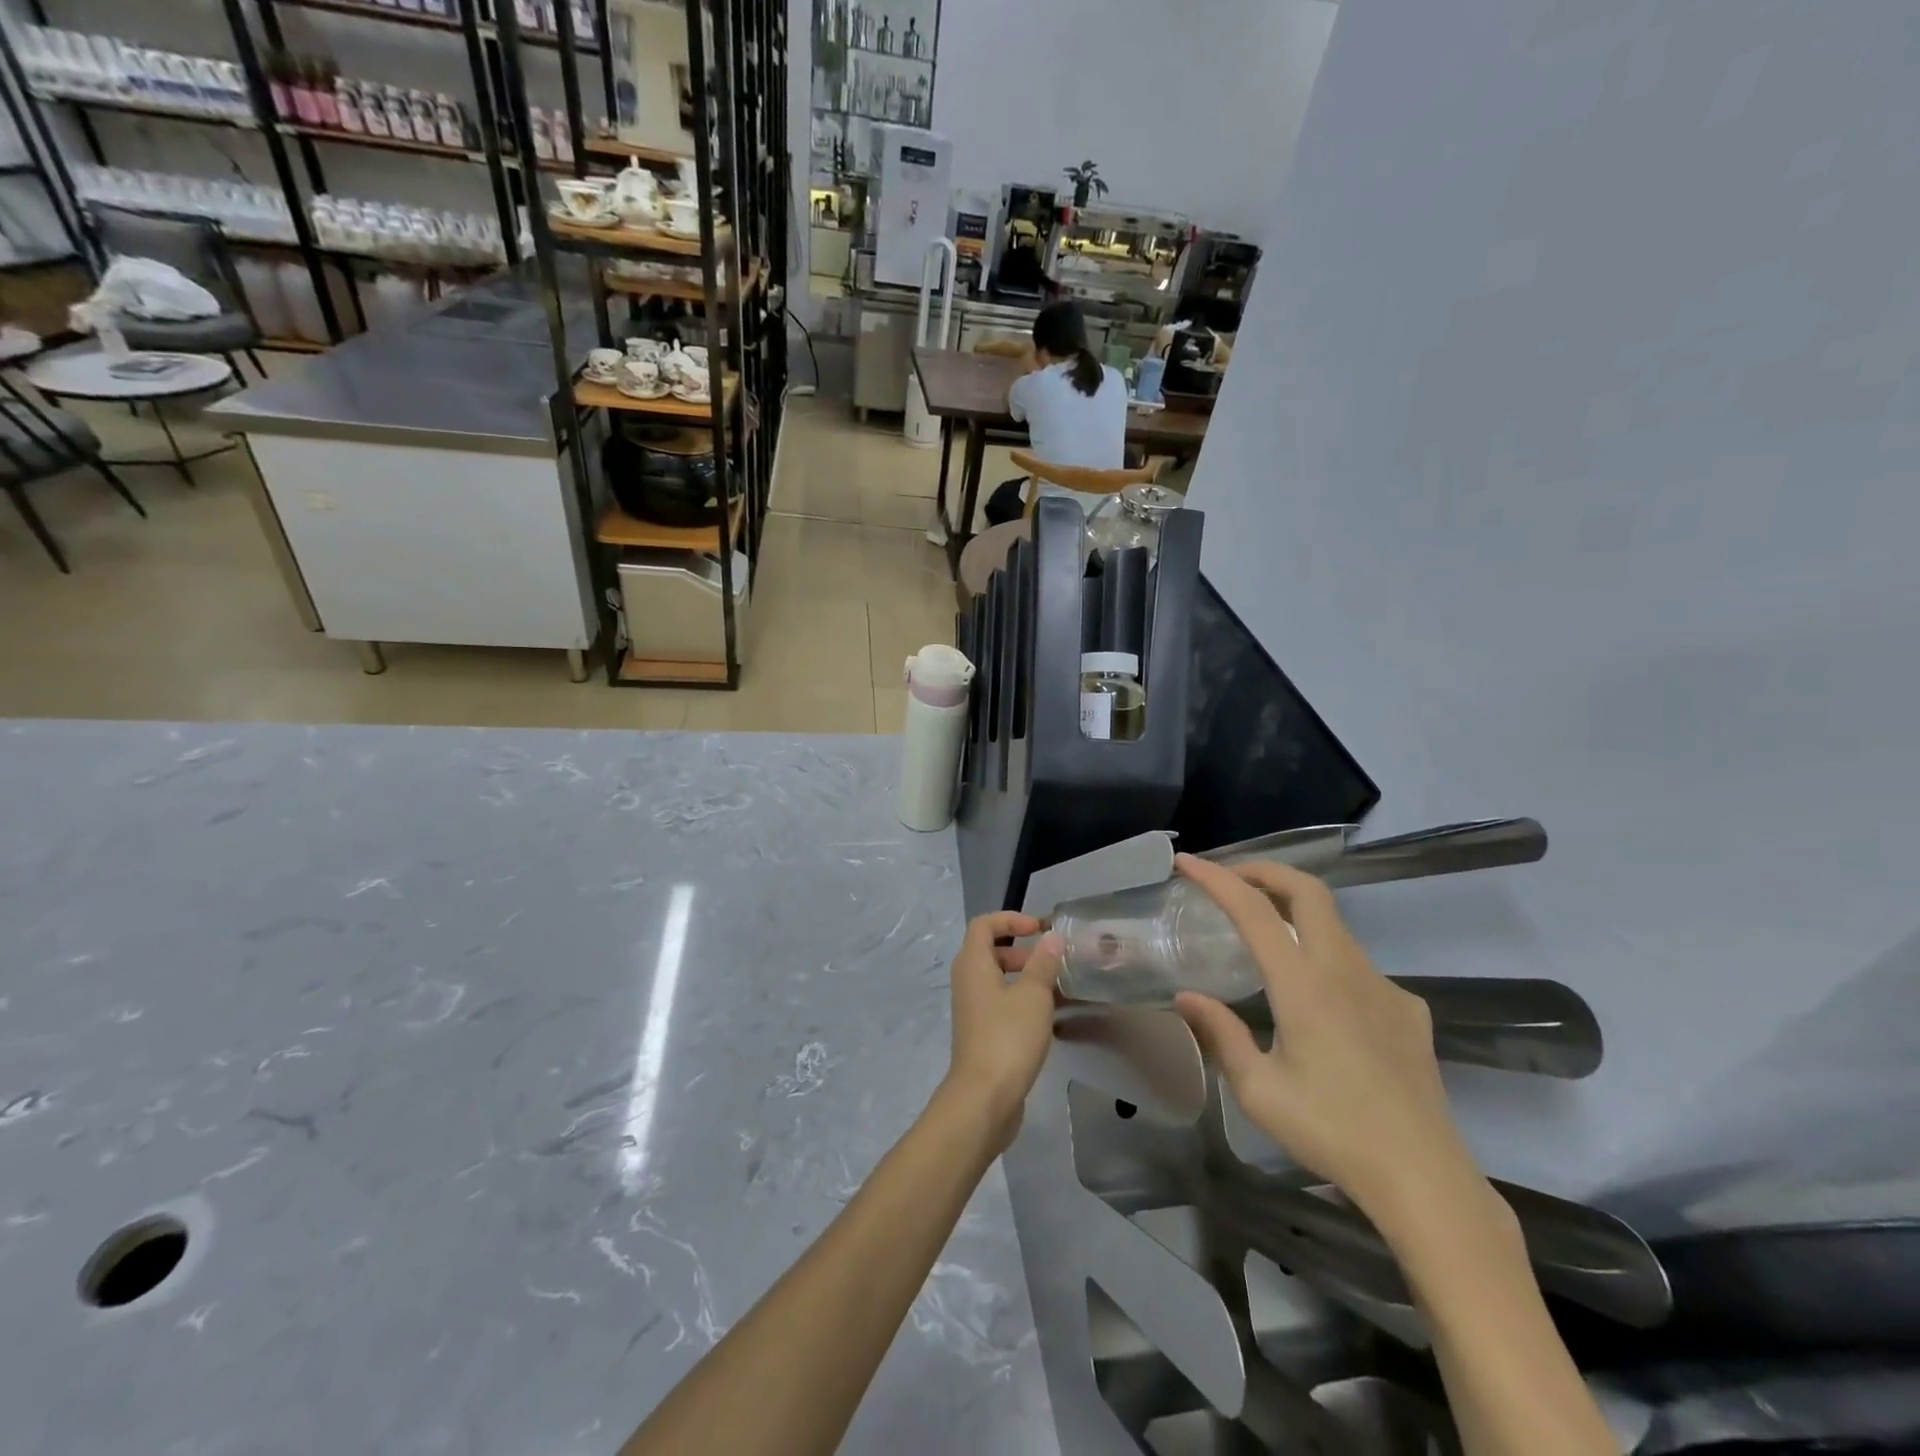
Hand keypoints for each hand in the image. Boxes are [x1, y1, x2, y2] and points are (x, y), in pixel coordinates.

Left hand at [943, 912, 1063, 1151]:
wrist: (984, 1098)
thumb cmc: (1008, 1037)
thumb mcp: (1033, 995)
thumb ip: (1043, 963)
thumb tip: (1051, 937)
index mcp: (973, 964)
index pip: (984, 924)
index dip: (1011, 919)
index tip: (1039, 928)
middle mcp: (967, 982)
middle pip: (990, 951)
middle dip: (1021, 950)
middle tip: (1050, 961)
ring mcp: (972, 1009)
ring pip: (997, 980)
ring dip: (1025, 977)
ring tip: (1057, 988)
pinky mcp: (981, 1033)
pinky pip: (1001, 1003)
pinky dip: (1022, 1001)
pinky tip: (1049, 1017)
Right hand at [1170, 855, 1485, 1232]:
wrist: (1423, 1177)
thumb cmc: (1331, 1132)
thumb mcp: (1259, 1090)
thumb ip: (1221, 1034)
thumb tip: (1186, 997)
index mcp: (1304, 985)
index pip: (1254, 910)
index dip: (1216, 878)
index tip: (1186, 863)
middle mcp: (1346, 970)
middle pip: (1307, 890)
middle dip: (1264, 871)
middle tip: (1231, 879)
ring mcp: (1383, 986)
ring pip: (1333, 925)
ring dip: (1294, 912)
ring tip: (1264, 935)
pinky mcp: (1408, 1008)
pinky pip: (1358, 965)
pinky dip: (1326, 959)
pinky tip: (1320, 1003)